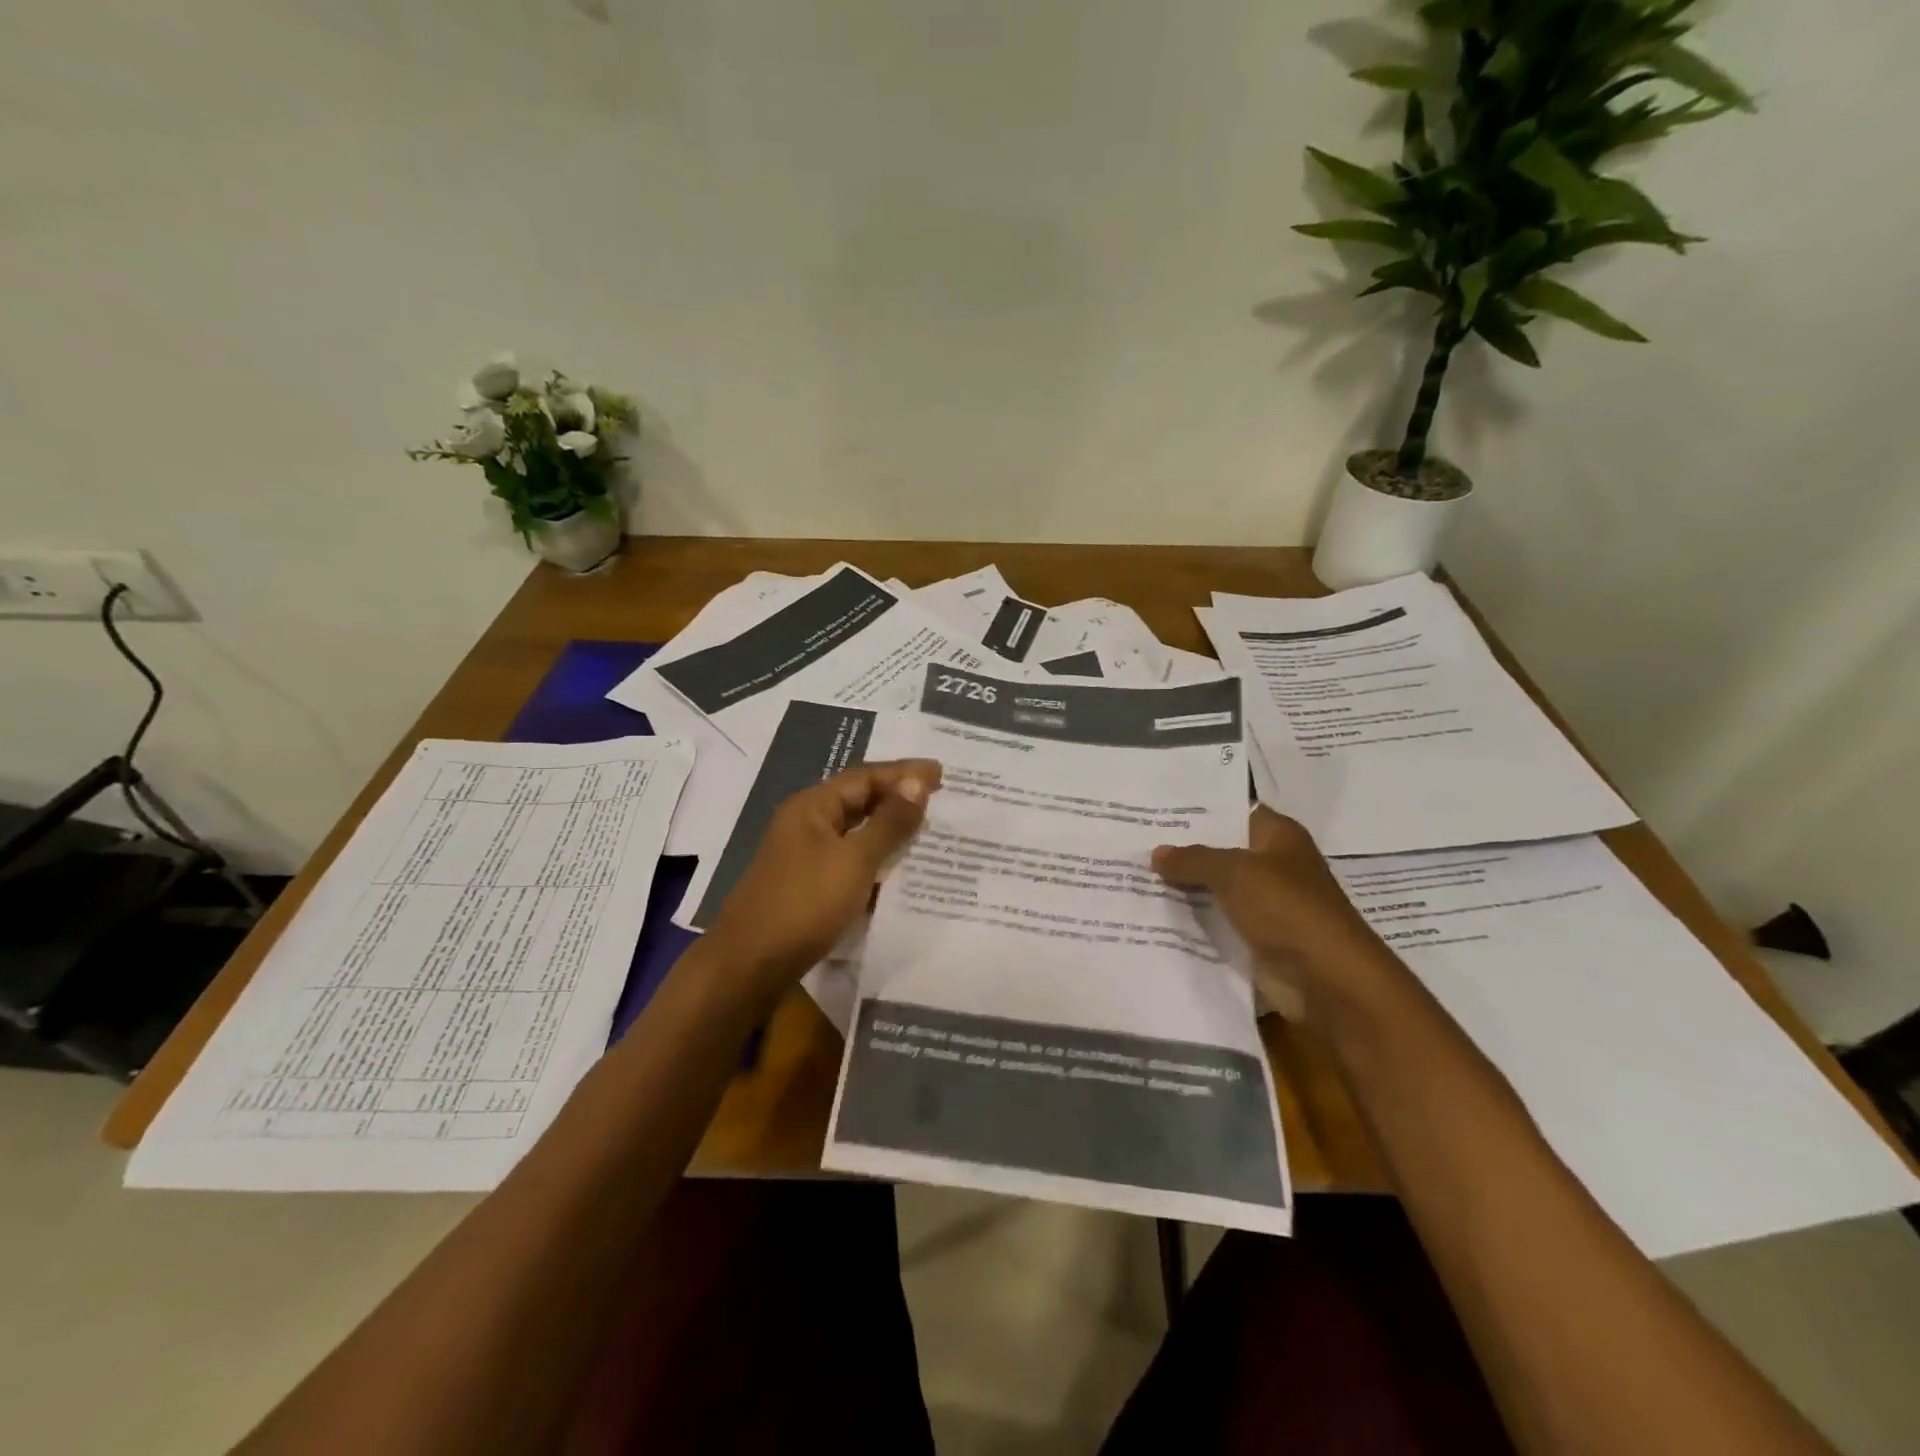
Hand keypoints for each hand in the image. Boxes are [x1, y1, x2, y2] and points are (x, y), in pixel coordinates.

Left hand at [705, 760, 941, 993]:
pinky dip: (875, 859)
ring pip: (855, 832)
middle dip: (898, 797)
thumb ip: (889, 822)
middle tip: (940, 798)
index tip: (942, 772)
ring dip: (889, 829)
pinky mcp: (808, 885)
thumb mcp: (854, 860)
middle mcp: (806, 823)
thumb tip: (916, 783)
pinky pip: (850, 860)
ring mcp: (805, 855)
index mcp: (812, 806)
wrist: (750, 964)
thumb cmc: (805, 904)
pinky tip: (900, 869)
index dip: (904, 772)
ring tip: (928, 829)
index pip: (865, 776)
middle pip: (858, 800)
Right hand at [1153, 807, 1393, 1021]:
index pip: (1234, 811)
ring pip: (1217, 888)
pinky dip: (1195, 920)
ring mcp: (1268, 904)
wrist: (1326, 980)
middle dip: (1184, 850)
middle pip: (1223, 851)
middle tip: (1136, 843)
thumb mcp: (1233, 873)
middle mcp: (1275, 865)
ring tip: (1136, 875)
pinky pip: (1220, 921)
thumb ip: (1193, 859)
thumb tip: (1157, 853)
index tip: (1157, 810)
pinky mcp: (1259, 938)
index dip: (1199, 811)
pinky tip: (1157, 914)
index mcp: (1279, 836)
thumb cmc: (1286, 909)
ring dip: (1186, 887)